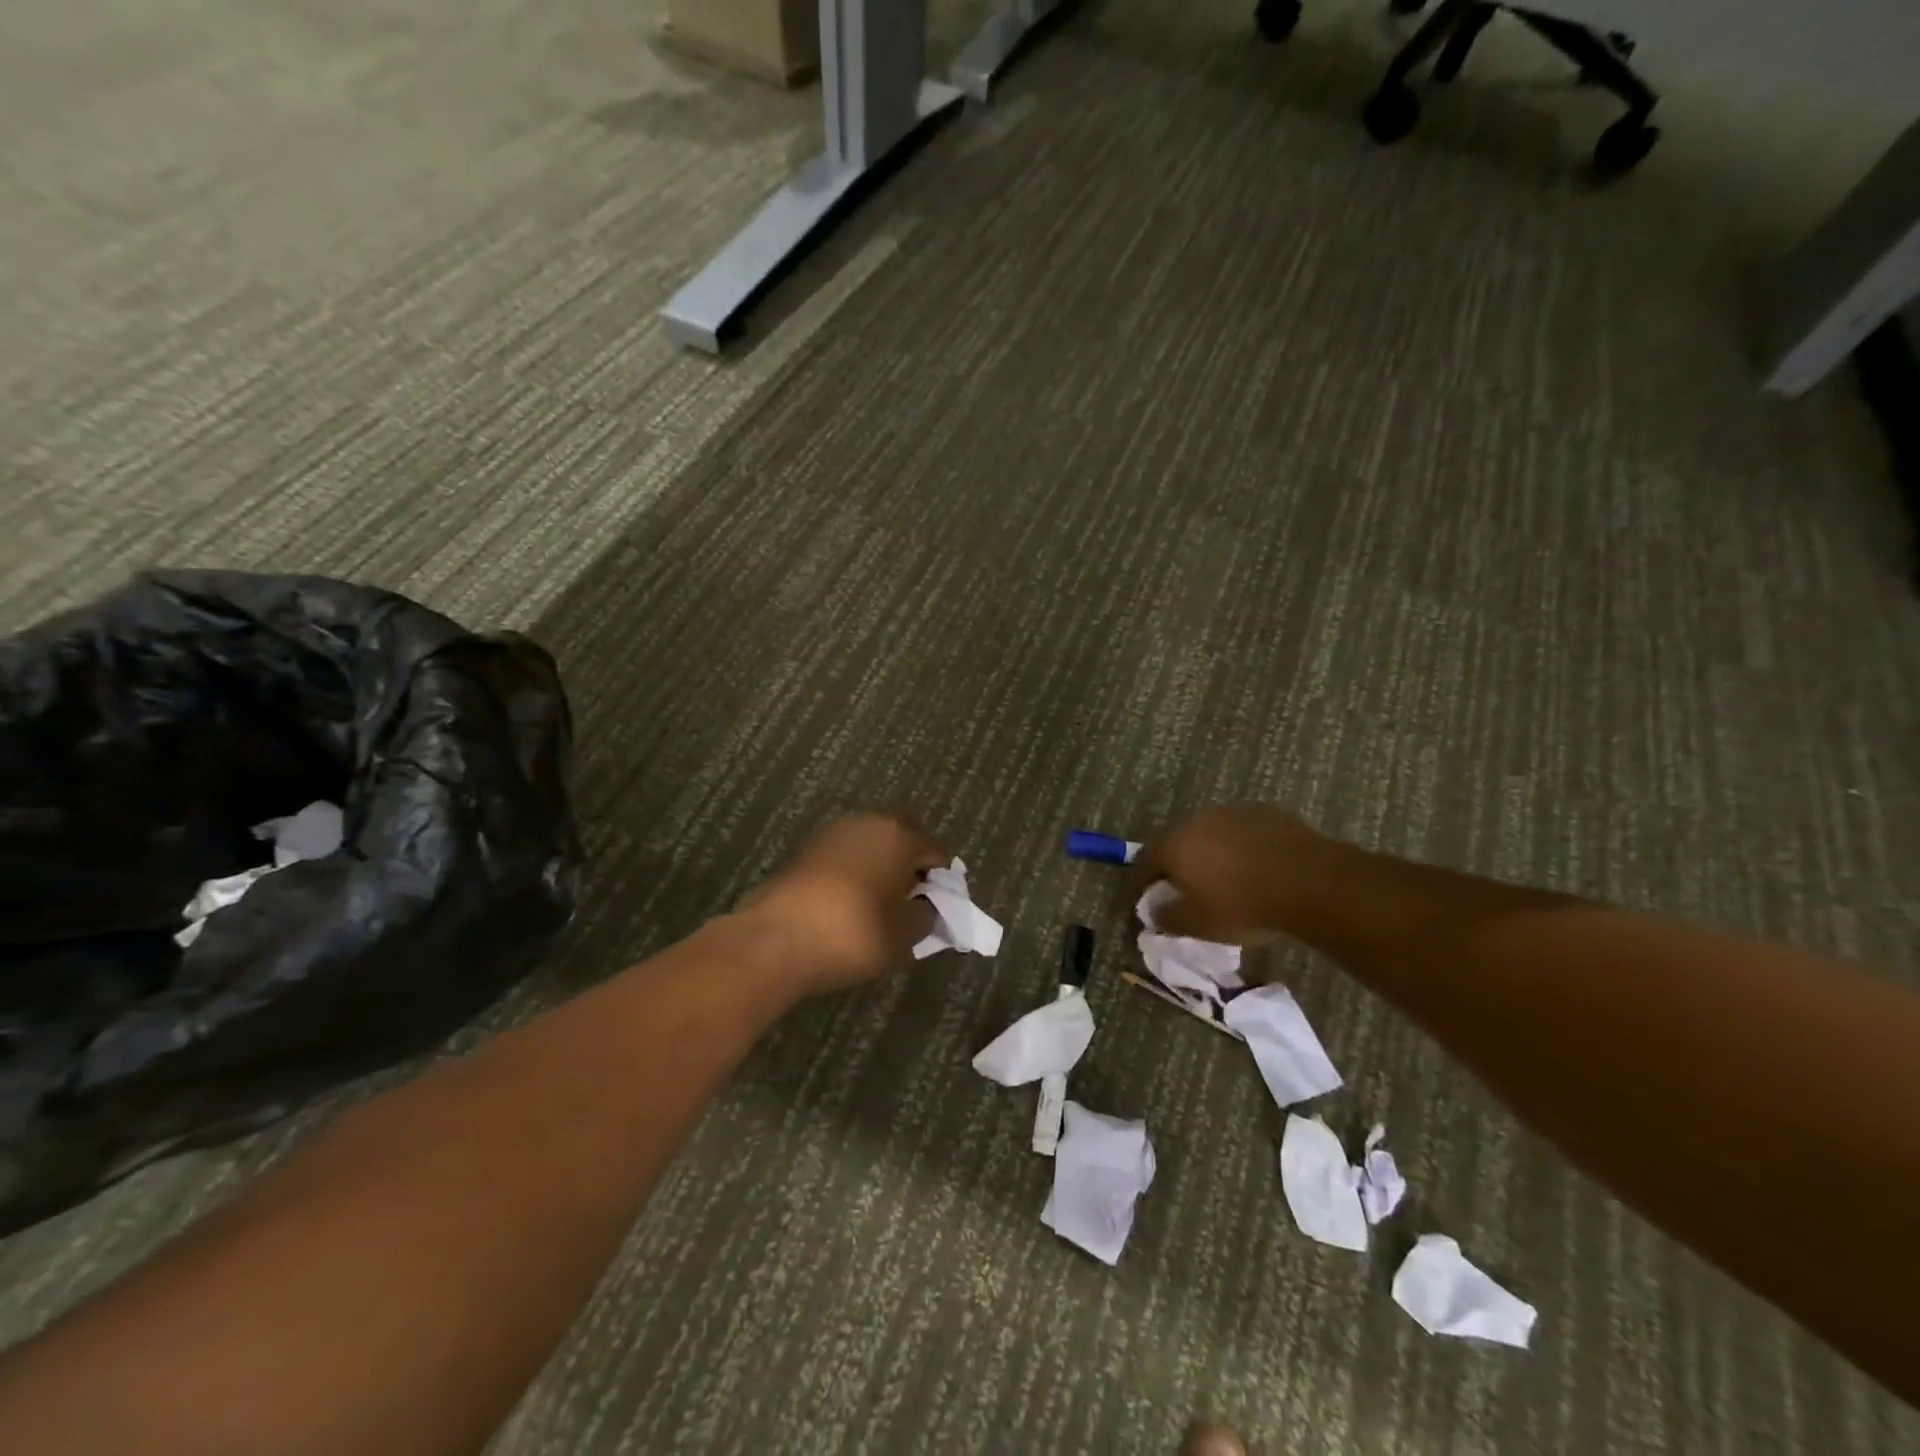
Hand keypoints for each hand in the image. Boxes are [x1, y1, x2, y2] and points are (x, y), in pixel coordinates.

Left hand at [734, 812, 949, 998]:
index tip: (936, 912)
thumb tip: (923, 906)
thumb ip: (925, 915)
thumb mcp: (904, 934)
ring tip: (878, 907)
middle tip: (909, 903)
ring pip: (870, 845)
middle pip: (902, 838)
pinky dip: (854, 874)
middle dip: (911, 866)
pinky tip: (848, 906)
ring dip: (880, 867)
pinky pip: (844, 857)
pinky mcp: (805, 850)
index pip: (936, 852)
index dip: (942, 883)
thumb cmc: (853, 932)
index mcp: (898, 834)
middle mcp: (866, 822)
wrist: (775, 941)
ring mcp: (831, 833)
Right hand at [1132, 804, 1333, 945]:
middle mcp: (1196, 821)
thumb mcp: (1200, 925)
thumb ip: (1168, 918)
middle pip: (1176, 843)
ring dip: (1209, 853)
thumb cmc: (1245, 906)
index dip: (1143, 884)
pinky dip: (1239, 846)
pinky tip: (1255, 866)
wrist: (1311, 883)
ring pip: (1209, 834)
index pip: (1145, 863)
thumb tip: (1154, 911)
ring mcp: (1230, 812)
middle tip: (1187, 889)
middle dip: (1177, 865)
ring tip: (1224, 878)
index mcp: (1173, 846)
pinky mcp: (1262, 811)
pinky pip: (1240, 831)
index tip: (1147, 900)